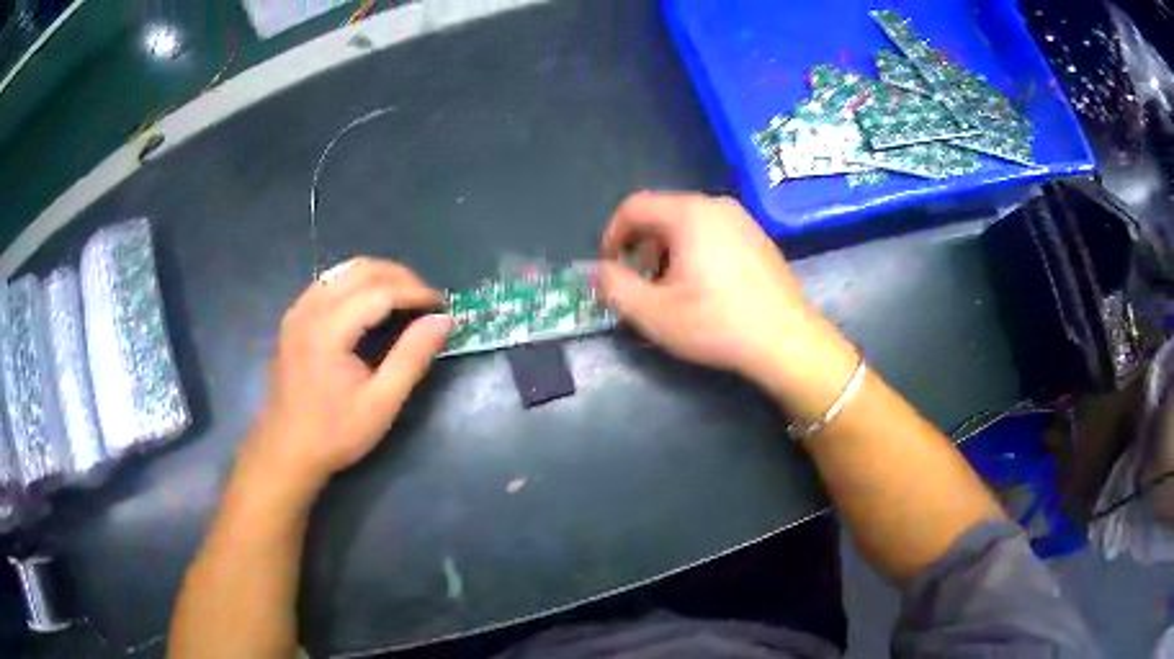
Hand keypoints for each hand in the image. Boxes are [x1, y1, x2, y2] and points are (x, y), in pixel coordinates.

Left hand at [240, 258, 451, 494]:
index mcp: (329, 329)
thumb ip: (412, 357)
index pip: (381, 290)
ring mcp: (298, 311)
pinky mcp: (294, 318)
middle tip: (428, 301)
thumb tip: (443, 321)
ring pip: (344, 271)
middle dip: (401, 278)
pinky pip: (329, 282)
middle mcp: (311, 308)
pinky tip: (369, 303)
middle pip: (362, 270)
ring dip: (379, 276)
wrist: (286, 450)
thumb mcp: (381, 402)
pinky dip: (356, 283)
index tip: (443, 306)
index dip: (416, 292)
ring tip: (405, 298)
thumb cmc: (335, 432)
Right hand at [598, 192, 855, 415]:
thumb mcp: (654, 313)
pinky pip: (713, 234)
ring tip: (672, 292)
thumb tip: (599, 271)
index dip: (612, 236)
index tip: (609, 269)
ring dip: (667, 253)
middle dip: (641, 248)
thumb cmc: (718, 324)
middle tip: (641, 286)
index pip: (634, 207)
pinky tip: (705, 290)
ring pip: (688, 225)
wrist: (788, 340)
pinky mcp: (758, 238)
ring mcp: (742, 220)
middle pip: (662, 214)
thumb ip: (615, 288)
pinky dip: (695, 253)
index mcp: (689, 214)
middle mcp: (716, 206)